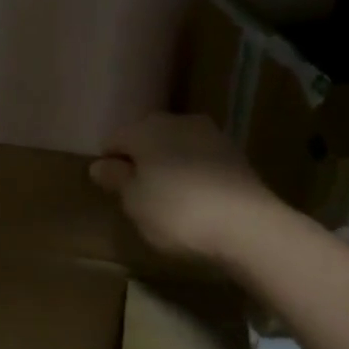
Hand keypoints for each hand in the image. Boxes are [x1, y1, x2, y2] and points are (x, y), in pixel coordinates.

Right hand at [89, 113, 284, 261]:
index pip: (114, 140)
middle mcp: (177, 121)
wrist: (249, 227)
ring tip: (166, 198)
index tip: (111, 190)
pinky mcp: (235, 154)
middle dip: (140, 160)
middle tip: (137, 194)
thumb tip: (100, 165)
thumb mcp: (134, 201)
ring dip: (167, 165)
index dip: (108, 164)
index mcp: (145, 129)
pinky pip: (200, 159)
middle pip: (146, 138)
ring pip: (175, 146)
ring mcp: (211, 135)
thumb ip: (116, 179)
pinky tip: (193, 199)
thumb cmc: (177, 212)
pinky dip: (192, 174)